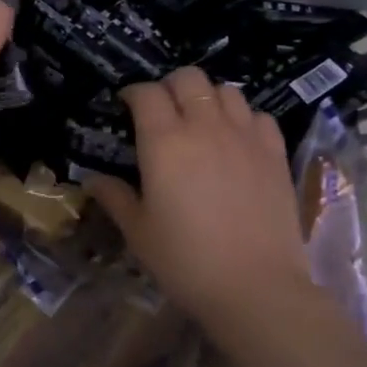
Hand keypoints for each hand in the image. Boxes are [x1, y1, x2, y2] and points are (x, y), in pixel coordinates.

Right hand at [82, 67, 312, 326]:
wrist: (256, 287)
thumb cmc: (186, 261)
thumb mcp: (139, 232)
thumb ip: (115, 197)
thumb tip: (92, 180)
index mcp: (164, 142)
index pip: (146, 93)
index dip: (134, 93)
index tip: (127, 106)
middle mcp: (204, 127)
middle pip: (188, 78)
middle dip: (171, 86)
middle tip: (163, 111)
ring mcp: (244, 136)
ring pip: (226, 90)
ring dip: (208, 97)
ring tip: (202, 121)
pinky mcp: (275, 153)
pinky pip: (259, 116)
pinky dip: (244, 118)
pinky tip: (238, 140)